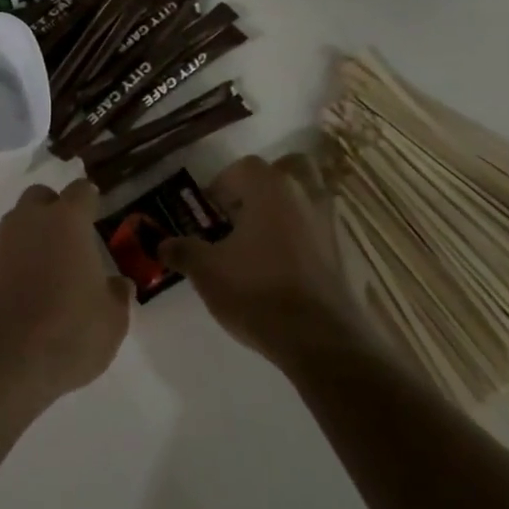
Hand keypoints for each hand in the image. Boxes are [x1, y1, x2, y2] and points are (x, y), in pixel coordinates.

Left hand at [0, 180, 132, 409]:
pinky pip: (5, 252)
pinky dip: (17, 260)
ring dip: (33, 234)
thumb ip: (117, 295)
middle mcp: (31, 222)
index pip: (81, 191)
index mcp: (67, 221)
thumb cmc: (69, 332)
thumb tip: (118, 284)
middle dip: (55, 208)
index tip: (99, 213)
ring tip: (52, 266)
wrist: (5, 363)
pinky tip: (29, 289)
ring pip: (18, 222)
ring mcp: (3, 244)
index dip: (91, 200)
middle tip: (72, 237)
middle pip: (41, 197)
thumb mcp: (112, 320)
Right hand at [160, 154, 366, 367]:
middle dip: (266, 183)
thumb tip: (162, 244)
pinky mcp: (345, 251)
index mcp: (270, 187)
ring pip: (310, 194)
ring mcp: (330, 221)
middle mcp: (305, 193)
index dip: (221, 187)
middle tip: (245, 213)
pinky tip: (286, 264)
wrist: (320, 340)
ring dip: (289, 206)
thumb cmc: (257, 292)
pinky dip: (306, 235)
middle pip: (288, 168)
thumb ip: (183, 251)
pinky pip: (321, 228)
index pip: (242, 168)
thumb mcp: (207, 272)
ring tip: (264, 238)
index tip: (210, 215)